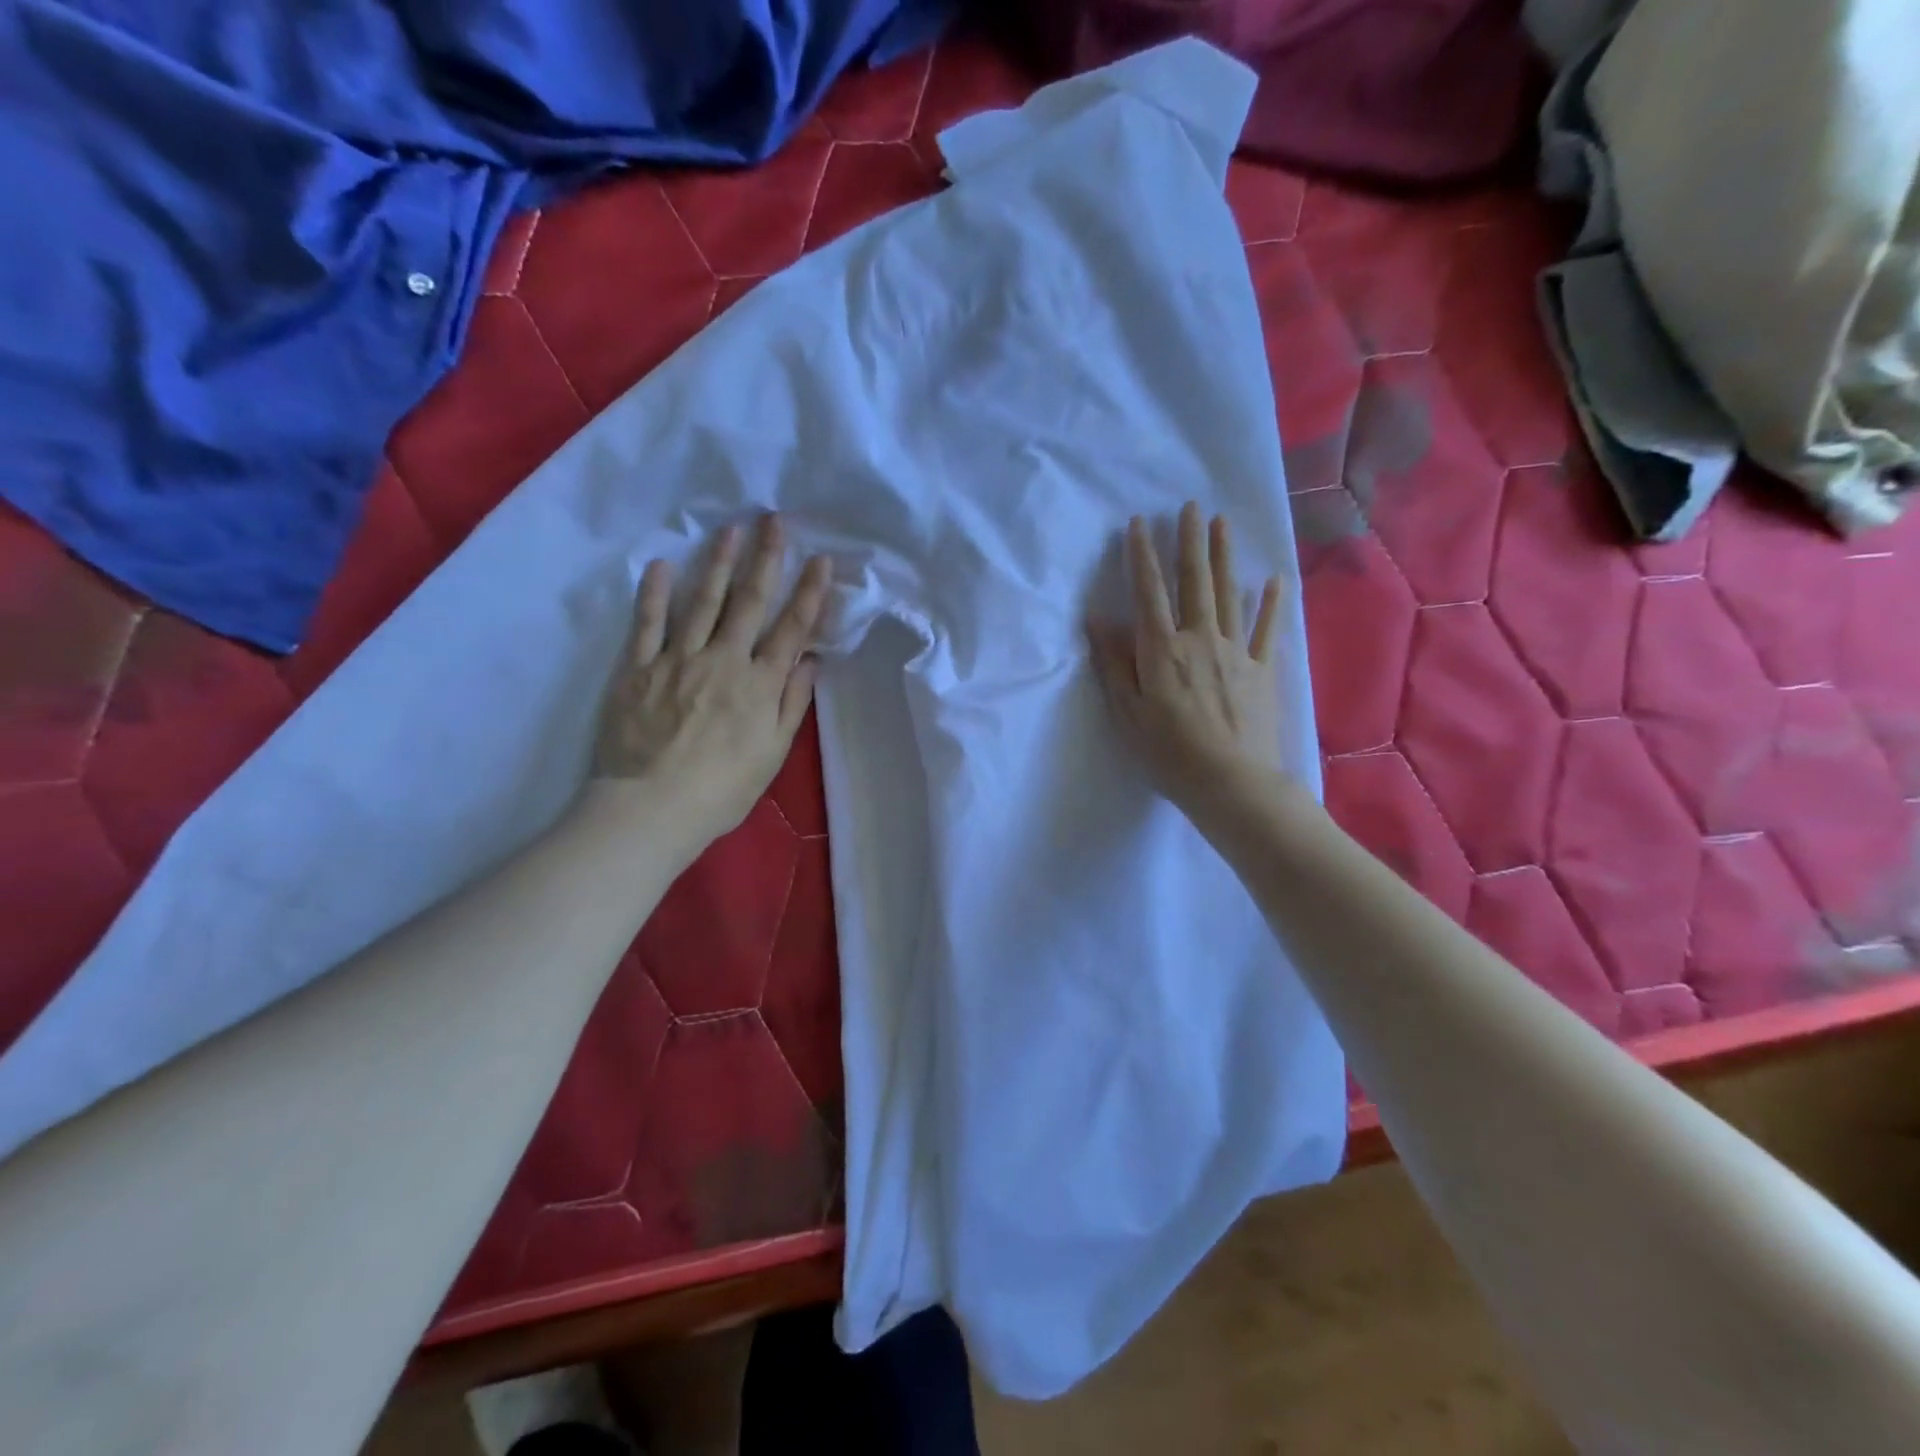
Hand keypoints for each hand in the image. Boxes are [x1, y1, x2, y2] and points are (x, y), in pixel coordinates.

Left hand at [592, 514, 830, 844]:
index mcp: (760, 685)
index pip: (791, 629)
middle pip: (749, 602)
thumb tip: (810, 662)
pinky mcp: (637, 668)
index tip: (821, 559)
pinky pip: (648, 624)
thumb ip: (791, 704)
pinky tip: (662, 565)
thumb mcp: (772, 754)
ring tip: (729, 529)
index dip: (808, 592)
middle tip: (773, 520)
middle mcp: (724, 661)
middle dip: (765, 559)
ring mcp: (678, 660)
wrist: (651, 808)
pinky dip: (655, 593)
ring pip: (702, 602)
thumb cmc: (721, 790)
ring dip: (717, 562)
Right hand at [1088, 503, 1295, 824]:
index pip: (1148, 593)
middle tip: (1191, 506)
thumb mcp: (1128, 713)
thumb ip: (1115, 664)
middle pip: (1194, 582)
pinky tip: (1274, 580)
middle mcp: (1200, 639)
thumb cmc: (1169, 753)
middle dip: (1190, 542)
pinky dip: (1271, 603)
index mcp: (1162, 650)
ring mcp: (1235, 651)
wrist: (1231, 782)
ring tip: (1222, 524)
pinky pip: (1266, 629)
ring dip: (1224, 557)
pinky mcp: (1261, 670)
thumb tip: (1098, 620)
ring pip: (1229, 594)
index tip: (1139, 524)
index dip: (1142, 557)